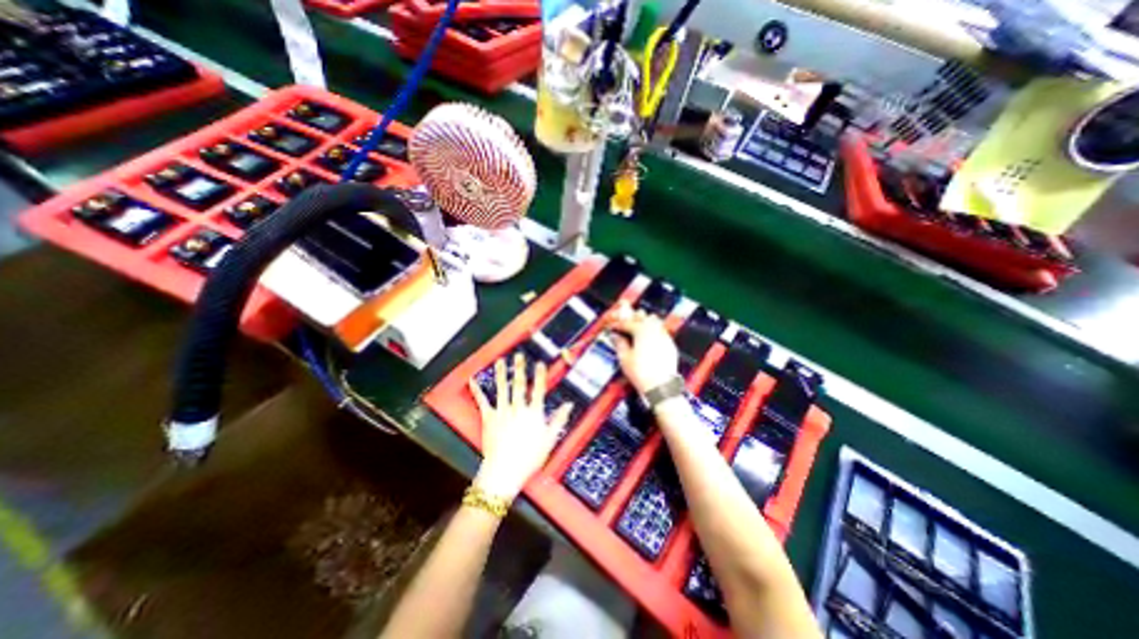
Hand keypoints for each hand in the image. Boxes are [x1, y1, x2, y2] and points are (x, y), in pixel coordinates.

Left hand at [464, 353, 568, 501]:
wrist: (504, 471)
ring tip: (500, 361)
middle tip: (519, 355)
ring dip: (501, 373)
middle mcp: (517, 409)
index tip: (540, 363)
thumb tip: (569, 405)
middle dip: (519, 368)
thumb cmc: (529, 458)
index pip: (538, 390)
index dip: (539, 376)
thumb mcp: (549, 440)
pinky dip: (477, 391)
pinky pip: (482, 402)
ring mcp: (502, 412)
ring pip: (502, 389)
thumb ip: (559, 420)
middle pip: (519, 385)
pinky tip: (473, 380)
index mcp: (533, 414)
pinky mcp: (488, 419)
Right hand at [609, 299, 679, 393]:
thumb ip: (619, 343)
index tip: (611, 327)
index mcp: (641, 330)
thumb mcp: (624, 358)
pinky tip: (647, 339)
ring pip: (654, 321)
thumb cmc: (640, 372)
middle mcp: (654, 330)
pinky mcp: (670, 345)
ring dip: (644, 323)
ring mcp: (664, 336)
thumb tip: (615, 335)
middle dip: (632, 319)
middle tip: (623, 325)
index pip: (626, 323)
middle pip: (642, 317)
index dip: (617, 324)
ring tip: (635, 330)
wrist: (661, 386)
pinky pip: (661, 332)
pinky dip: (653, 331)